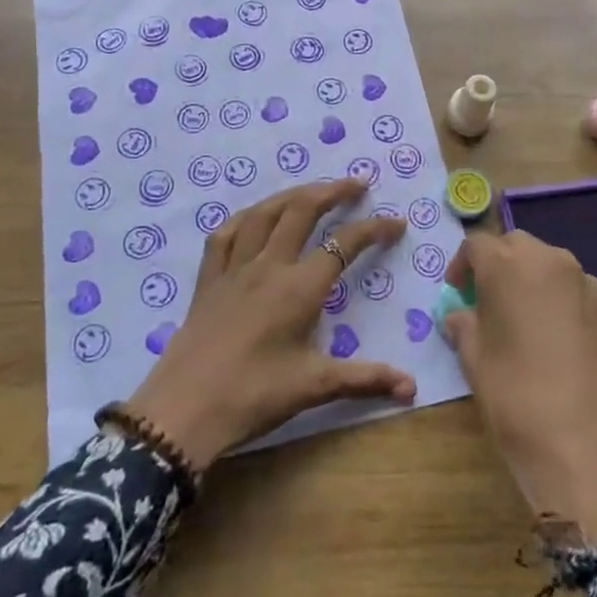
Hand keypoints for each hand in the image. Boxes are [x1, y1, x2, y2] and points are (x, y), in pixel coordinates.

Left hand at [125, 179, 412, 470]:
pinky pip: (225, 234)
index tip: (396, 223)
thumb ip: (365, 379)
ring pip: (264, 213)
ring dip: (292, 195)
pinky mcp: (208, 280)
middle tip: (357, 184)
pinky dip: (245, 218)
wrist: (183, 412)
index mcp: (299, 288)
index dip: (374, 229)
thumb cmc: (253, 397)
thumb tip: (413, 388)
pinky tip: (254, 217)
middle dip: (332, 191)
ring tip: (312, 190)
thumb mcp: (314, 387)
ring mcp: (234, 268)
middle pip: (302, 211)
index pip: (344, 245)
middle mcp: (268, 266)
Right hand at [442, 231, 596, 542]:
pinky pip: (571, 289)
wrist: (588, 449)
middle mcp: (551, 261)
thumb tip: (459, 316)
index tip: (456, 293)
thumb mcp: (475, 361)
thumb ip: (464, 327)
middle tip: (483, 301)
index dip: (462, 266)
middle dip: (497, 264)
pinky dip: (554, 298)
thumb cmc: (517, 398)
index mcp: (510, 265)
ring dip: (528, 278)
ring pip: (547, 264)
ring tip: (516, 319)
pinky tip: (549, 338)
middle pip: (516, 246)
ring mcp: (584, 283)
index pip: (477, 244)